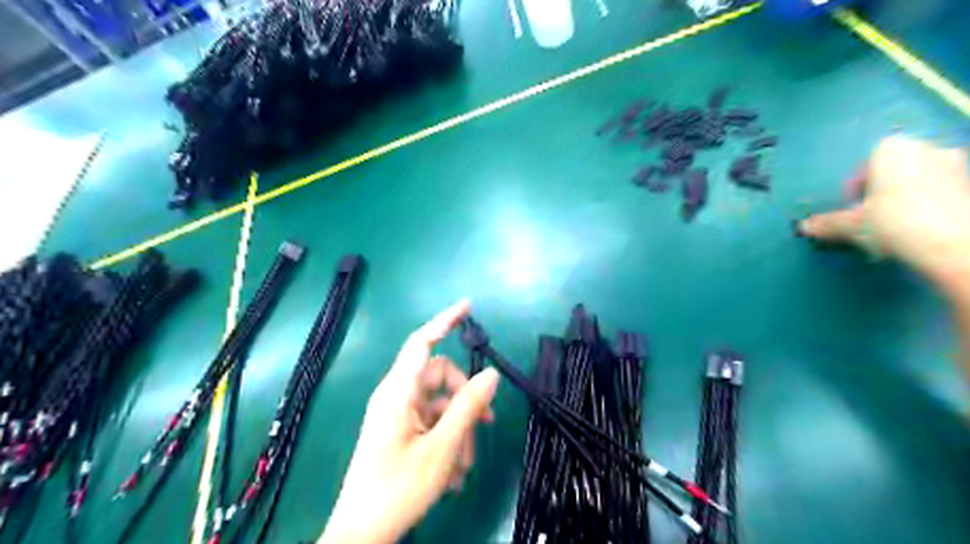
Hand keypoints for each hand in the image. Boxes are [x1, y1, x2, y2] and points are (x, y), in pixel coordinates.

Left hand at [320, 299, 499, 542]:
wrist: (361, 535)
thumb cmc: (398, 488)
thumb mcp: (442, 448)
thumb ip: (468, 407)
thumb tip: (491, 374)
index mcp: (399, 391)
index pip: (423, 342)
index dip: (445, 321)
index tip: (468, 305)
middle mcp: (396, 396)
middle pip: (440, 377)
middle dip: (465, 398)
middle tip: (487, 423)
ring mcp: (397, 414)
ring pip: (439, 404)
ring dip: (459, 428)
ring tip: (465, 466)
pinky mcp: (399, 431)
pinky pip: (430, 422)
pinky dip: (447, 440)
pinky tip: (454, 474)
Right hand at [795, 136, 969, 288]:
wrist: (956, 243)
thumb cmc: (894, 222)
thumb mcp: (851, 225)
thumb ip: (827, 223)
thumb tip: (803, 226)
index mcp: (892, 150)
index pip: (865, 165)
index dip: (855, 189)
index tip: (852, 209)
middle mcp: (927, 148)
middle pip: (894, 171)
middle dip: (882, 191)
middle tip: (872, 217)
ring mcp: (958, 164)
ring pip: (919, 180)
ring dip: (905, 198)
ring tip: (896, 226)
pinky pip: (941, 191)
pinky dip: (929, 205)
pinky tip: (921, 229)